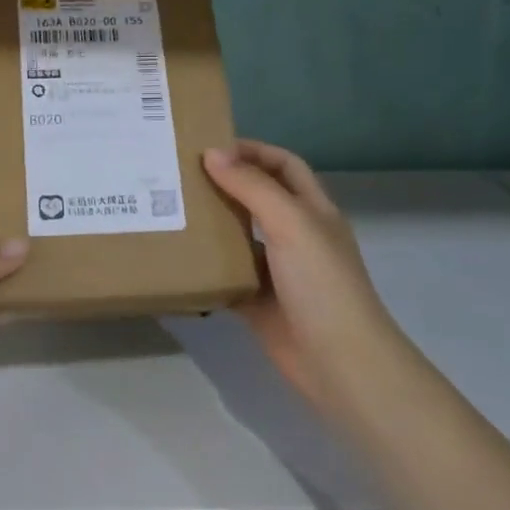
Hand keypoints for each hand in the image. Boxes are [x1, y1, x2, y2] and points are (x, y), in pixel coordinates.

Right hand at [202, 140, 404, 423]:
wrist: (339, 361)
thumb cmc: (321, 283)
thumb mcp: (290, 223)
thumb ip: (252, 187)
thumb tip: (213, 153)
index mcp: (312, 210)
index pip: (284, 165)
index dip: (253, 151)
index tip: (210, 147)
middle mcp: (296, 235)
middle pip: (258, 197)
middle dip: (225, 184)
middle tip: (180, 176)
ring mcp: (277, 270)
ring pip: (239, 237)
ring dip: (211, 224)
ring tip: (171, 210)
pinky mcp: (258, 301)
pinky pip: (227, 276)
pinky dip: (206, 268)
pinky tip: (177, 258)